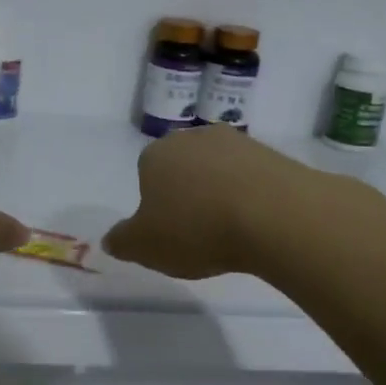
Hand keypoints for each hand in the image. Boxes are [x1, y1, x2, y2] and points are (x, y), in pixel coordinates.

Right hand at [103, 125, 324, 279]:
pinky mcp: (273, 155)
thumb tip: (111, 239)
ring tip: (231, 232)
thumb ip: (122, 241)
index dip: (155, 203)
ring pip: (219, 171)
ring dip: (221, 195)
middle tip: (197, 233)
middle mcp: (194, 138)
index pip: (146, 173)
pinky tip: (257, 224)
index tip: (167, 230)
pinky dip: (251, 198)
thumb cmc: (196, 228)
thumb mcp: (145, 247)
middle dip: (188, 194)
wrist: (274, 215)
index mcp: (156, 154)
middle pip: (184, 168)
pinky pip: (252, 179)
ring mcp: (237, 142)